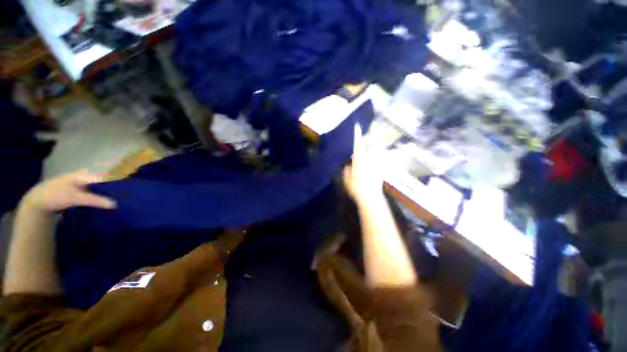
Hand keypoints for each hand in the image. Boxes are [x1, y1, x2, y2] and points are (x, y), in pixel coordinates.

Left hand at [21, 170, 116, 213]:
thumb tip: (116, 204)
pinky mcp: (76, 193)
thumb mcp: (76, 198)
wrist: (37, 202)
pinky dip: (98, 199)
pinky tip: (102, 206)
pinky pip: (91, 194)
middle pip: (102, 183)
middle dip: (112, 190)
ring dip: (105, 195)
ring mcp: (79, 185)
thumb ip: (95, 200)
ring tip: (116, 203)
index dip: (116, 183)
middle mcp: (84, 178)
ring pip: (97, 189)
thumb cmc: (57, 195)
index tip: (127, 191)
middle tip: (123, 199)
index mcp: (85, 175)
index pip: (105, 177)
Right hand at [342, 124, 384, 202]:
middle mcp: (370, 160)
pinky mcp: (382, 171)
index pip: (359, 145)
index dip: (358, 136)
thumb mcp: (346, 178)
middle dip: (372, 140)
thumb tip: (349, 164)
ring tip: (377, 146)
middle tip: (372, 137)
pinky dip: (380, 159)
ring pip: (379, 152)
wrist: (370, 196)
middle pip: (373, 146)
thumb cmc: (355, 187)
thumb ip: (347, 170)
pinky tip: (379, 160)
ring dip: (377, 148)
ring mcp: (377, 165)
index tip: (358, 127)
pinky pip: (382, 161)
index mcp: (359, 160)